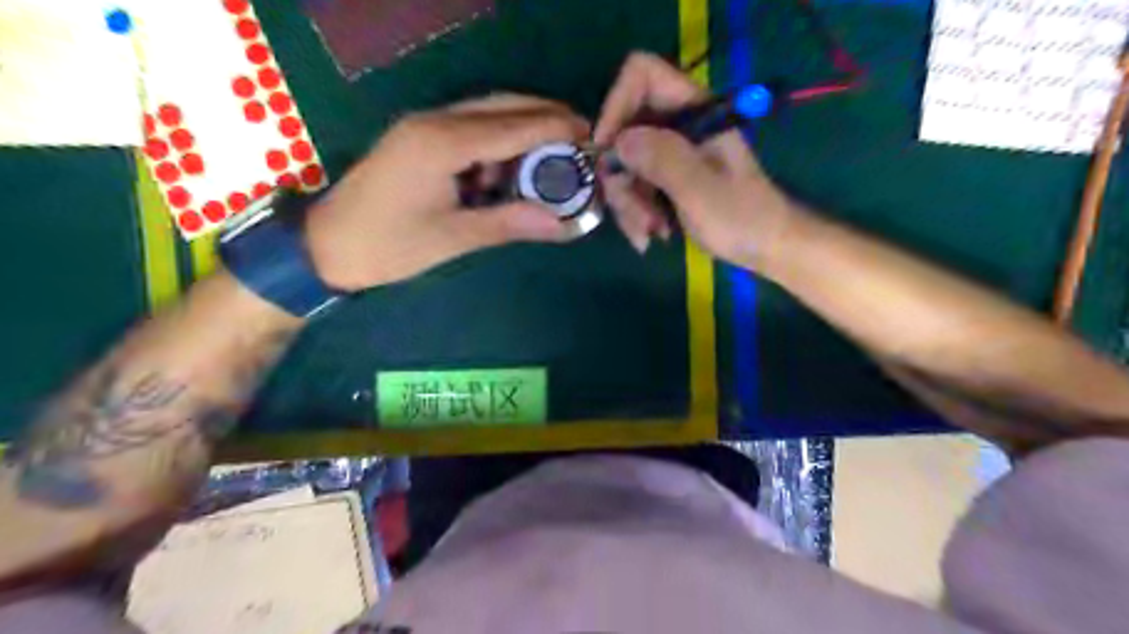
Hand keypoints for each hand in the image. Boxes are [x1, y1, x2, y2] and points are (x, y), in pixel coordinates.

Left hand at [306, 95, 590, 291]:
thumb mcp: (454, 238)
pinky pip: (470, 129)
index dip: (556, 128)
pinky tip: (509, 172)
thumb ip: (510, 224)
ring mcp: (424, 126)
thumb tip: (562, 225)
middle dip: (545, 118)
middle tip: (580, 139)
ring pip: (487, 114)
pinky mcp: (420, 138)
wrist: (328, 245)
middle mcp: (435, 121)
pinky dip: (498, 145)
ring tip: (553, 159)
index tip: (591, 136)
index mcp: (443, 143)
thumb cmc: (389, 245)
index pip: (514, 126)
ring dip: (522, 131)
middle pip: (503, 105)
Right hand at [595, 52, 797, 269]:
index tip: (607, 151)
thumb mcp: (700, 190)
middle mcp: (678, 125)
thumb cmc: (742, 218)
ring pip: (625, 165)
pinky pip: (634, 186)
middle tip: (636, 217)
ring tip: (649, 235)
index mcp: (694, 111)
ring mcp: (671, 152)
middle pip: (625, 130)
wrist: (766, 247)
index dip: (617, 106)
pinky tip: (651, 236)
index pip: (642, 76)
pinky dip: (636, 213)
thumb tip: (619, 141)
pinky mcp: (666, 177)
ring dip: (629, 204)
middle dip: (622, 178)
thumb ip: (663, 160)